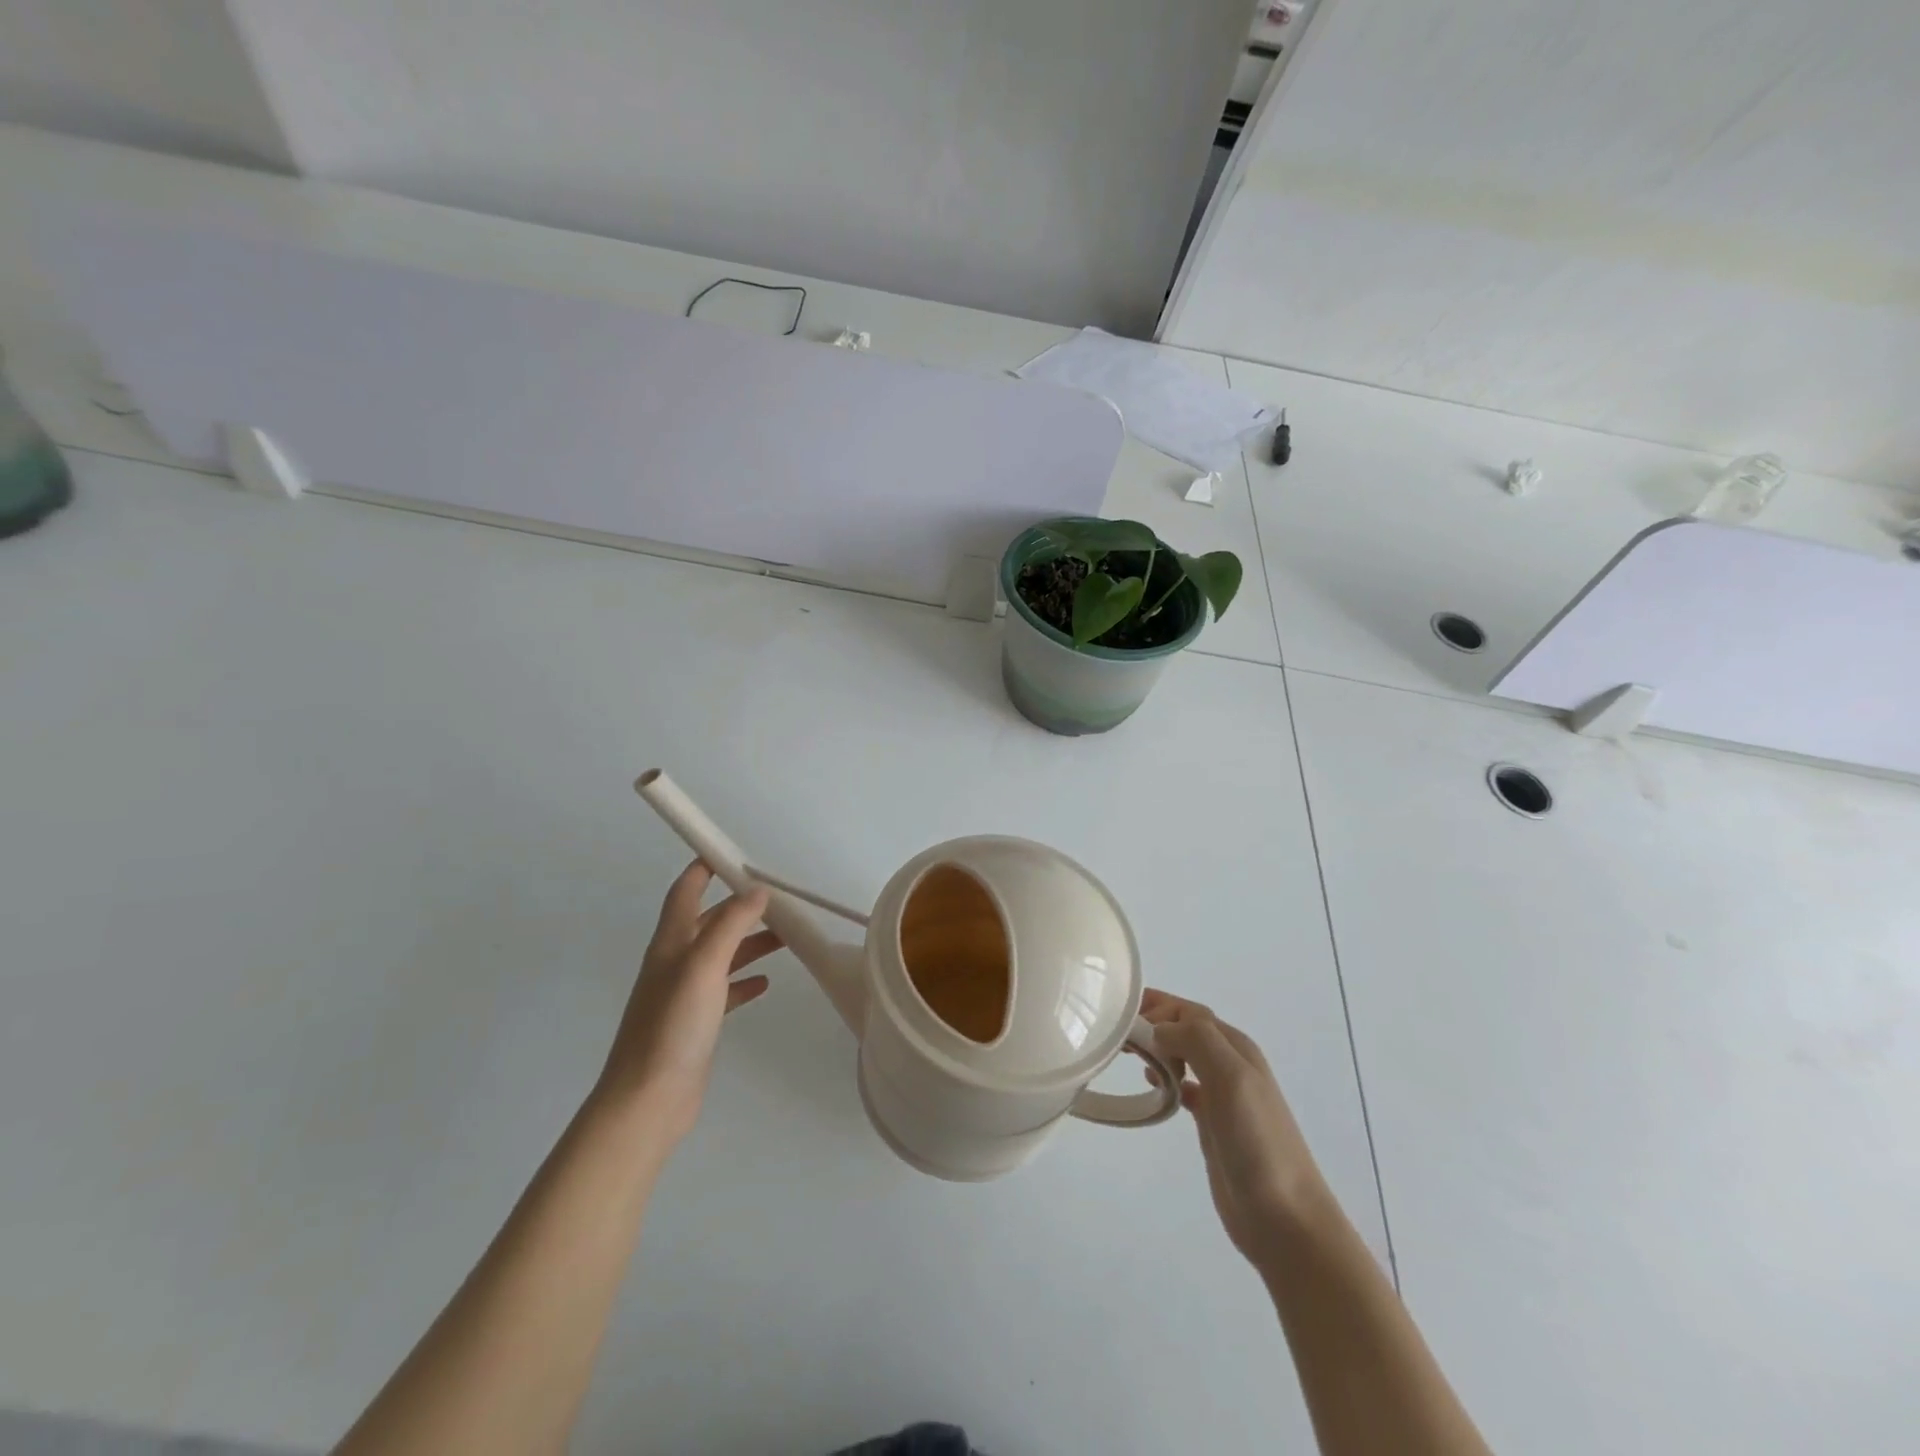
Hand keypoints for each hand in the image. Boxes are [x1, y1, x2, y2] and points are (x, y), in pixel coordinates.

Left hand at [596, 861, 781, 1140]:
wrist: (648, 1100)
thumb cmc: (673, 1026)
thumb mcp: (704, 966)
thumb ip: (730, 925)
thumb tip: (757, 889)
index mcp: (671, 943)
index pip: (685, 891)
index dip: (702, 868)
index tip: (729, 852)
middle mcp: (675, 962)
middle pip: (710, 921)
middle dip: (741, 907)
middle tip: (779, 900)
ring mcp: (685, 993)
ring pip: (722, 954)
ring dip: (750, 941)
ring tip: (786, 937)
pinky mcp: (696, 1021)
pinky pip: (725, 989)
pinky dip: (745, 979)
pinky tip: (766, 982)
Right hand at [1141, 990, 1331, 1269]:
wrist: (1284, 1218)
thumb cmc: (1257, 1142)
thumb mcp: (1231, 1078)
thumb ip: (1197, 1040)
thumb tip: (1159, 1029)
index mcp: (1235, 1047)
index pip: (1189, 1011)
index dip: (1157, 1007)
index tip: (1122, 1021)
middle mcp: (1229, 1063)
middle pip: (1185, 1028)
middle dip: (1152, 1022)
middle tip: (1117, 1036)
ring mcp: (1222, 1094)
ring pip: (1182, 1054)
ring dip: (1156, 1047)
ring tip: (1127, 1056)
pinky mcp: (1212, 1122)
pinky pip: (1183, 1086)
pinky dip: (1164, 1079)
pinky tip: (1151, 1088)